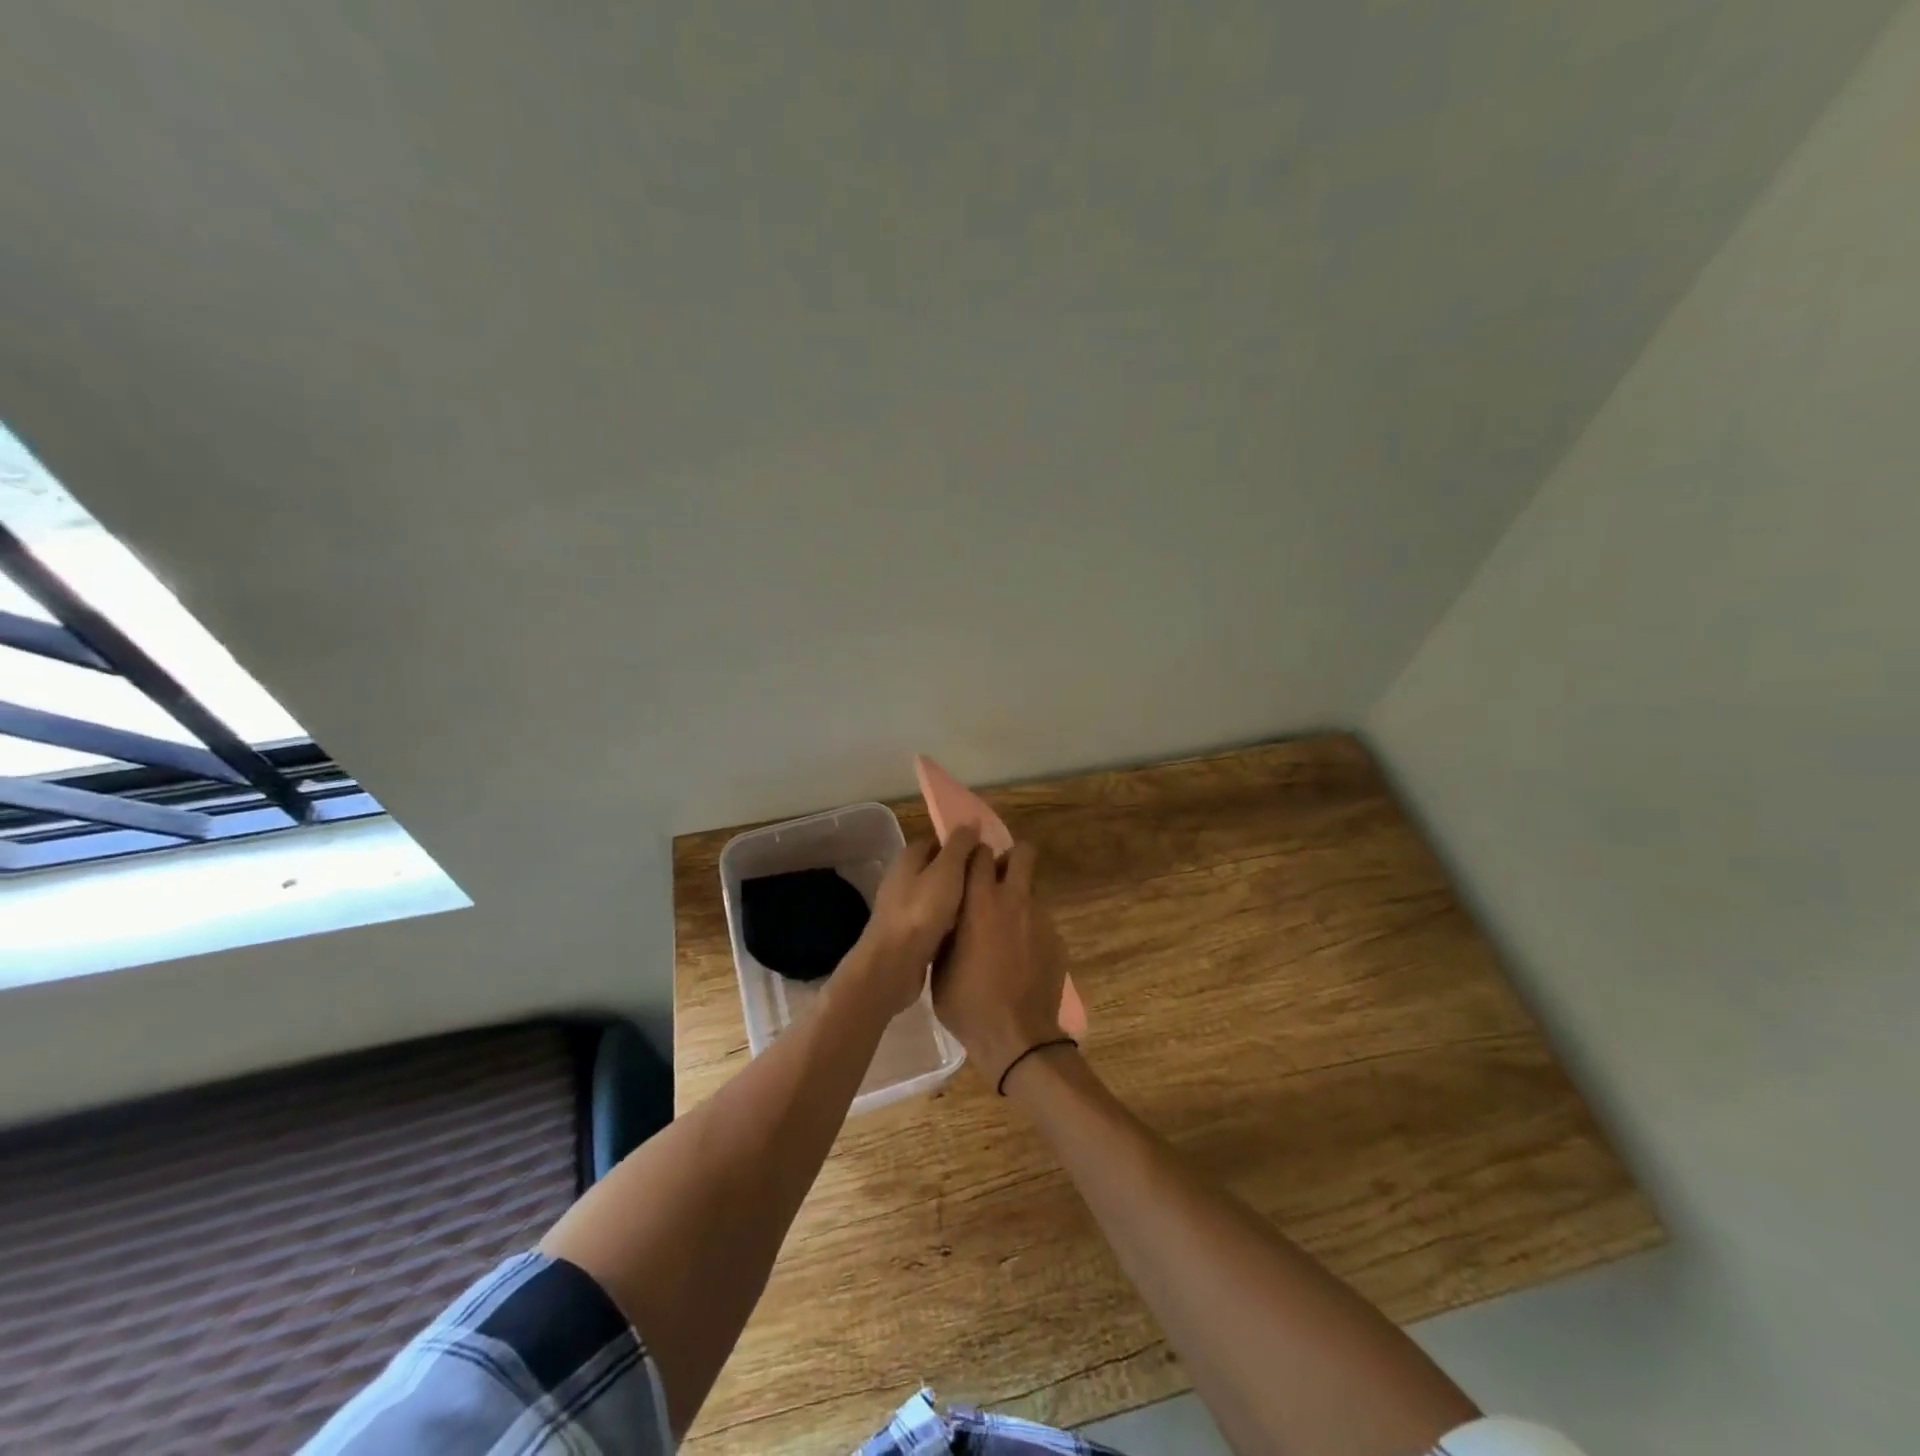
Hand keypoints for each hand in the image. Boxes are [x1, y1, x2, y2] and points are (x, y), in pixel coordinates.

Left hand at [843, 826, 980, 1017]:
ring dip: (955, 900)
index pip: (938, 841)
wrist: (893, 964)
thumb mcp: (947, 871)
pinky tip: (964, 930)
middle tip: (989, 883)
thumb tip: (971, 821)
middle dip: (961, 874)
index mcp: (909, 857)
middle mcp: (901, 877)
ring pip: (935, 895)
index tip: (987, 856)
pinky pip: (931, 919)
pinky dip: (946, 922)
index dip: (963, 846)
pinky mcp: (904, 932)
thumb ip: (960, 845)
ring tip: (982, 906)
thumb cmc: (922, 911)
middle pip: (937, 868)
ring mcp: (900, 906)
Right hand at [932, 841, 1070, 1088]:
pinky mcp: (1057, 939)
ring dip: (1018, 896)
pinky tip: (1019, 955)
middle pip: (1023, 852)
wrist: (1018, 1038)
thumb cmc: (968, 1003)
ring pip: (1031, 888)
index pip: (979, 852)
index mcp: (980, 901)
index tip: (966, 866)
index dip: (973, 855)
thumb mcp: (940, 966)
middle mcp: (1015, 900)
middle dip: (1010, 859)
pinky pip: (1040, 919)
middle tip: (994, 881)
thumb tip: (949, 915)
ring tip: (1005, 927)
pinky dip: (1029, 927)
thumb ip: (947, 930)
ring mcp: (1041, 918)